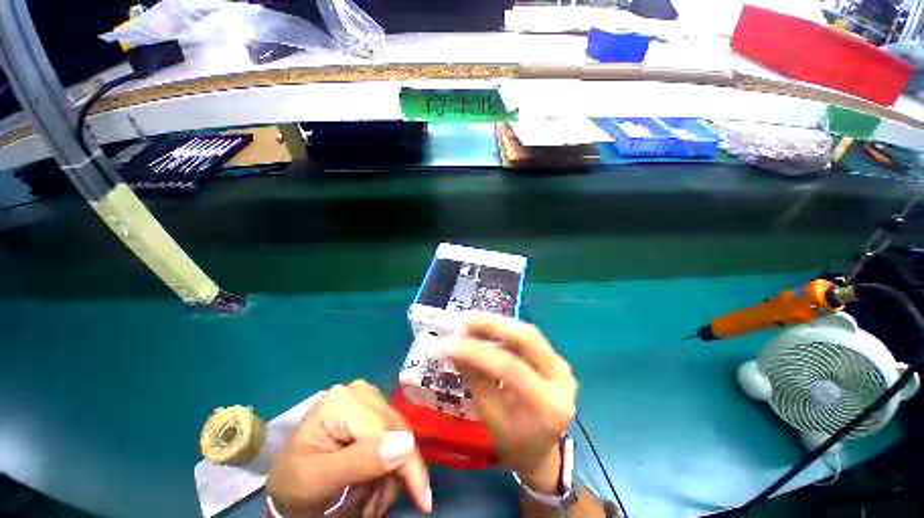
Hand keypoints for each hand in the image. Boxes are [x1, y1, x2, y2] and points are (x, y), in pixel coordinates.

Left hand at [267, 380, 431, 516]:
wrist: (286, 480)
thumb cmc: (294, 482)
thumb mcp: (318, 480)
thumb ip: (360, 462)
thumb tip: (406, 444)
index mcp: (341, 402)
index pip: (386, 429)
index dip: (408, 464)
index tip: (423, 501)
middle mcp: (359, 390)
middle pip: (396, 429)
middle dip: (397, 471)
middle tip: (378, 507)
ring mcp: (367, 396)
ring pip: (399, 432)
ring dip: (393, 470)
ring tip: (371, 498)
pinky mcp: (371, 406)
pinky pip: (393, 431)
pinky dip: (389, 460)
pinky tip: (374, 477)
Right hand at [447, 314, 577, 493]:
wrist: (540, 451)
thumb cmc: (512, 441)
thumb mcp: (489, 415)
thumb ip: (474, 377)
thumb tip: (453, 347)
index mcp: (549, 406)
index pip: (512, 369)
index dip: (479, 352)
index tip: (451, 344)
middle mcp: (563, 380)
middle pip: (527, 339)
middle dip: (493, 325)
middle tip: (465, 321)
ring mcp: (563, 367)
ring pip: (528, 333)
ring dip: (498, 324)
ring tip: (471, 322)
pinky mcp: (556, 359)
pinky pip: (529, 338)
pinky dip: (505, 331)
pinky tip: (487, 329)